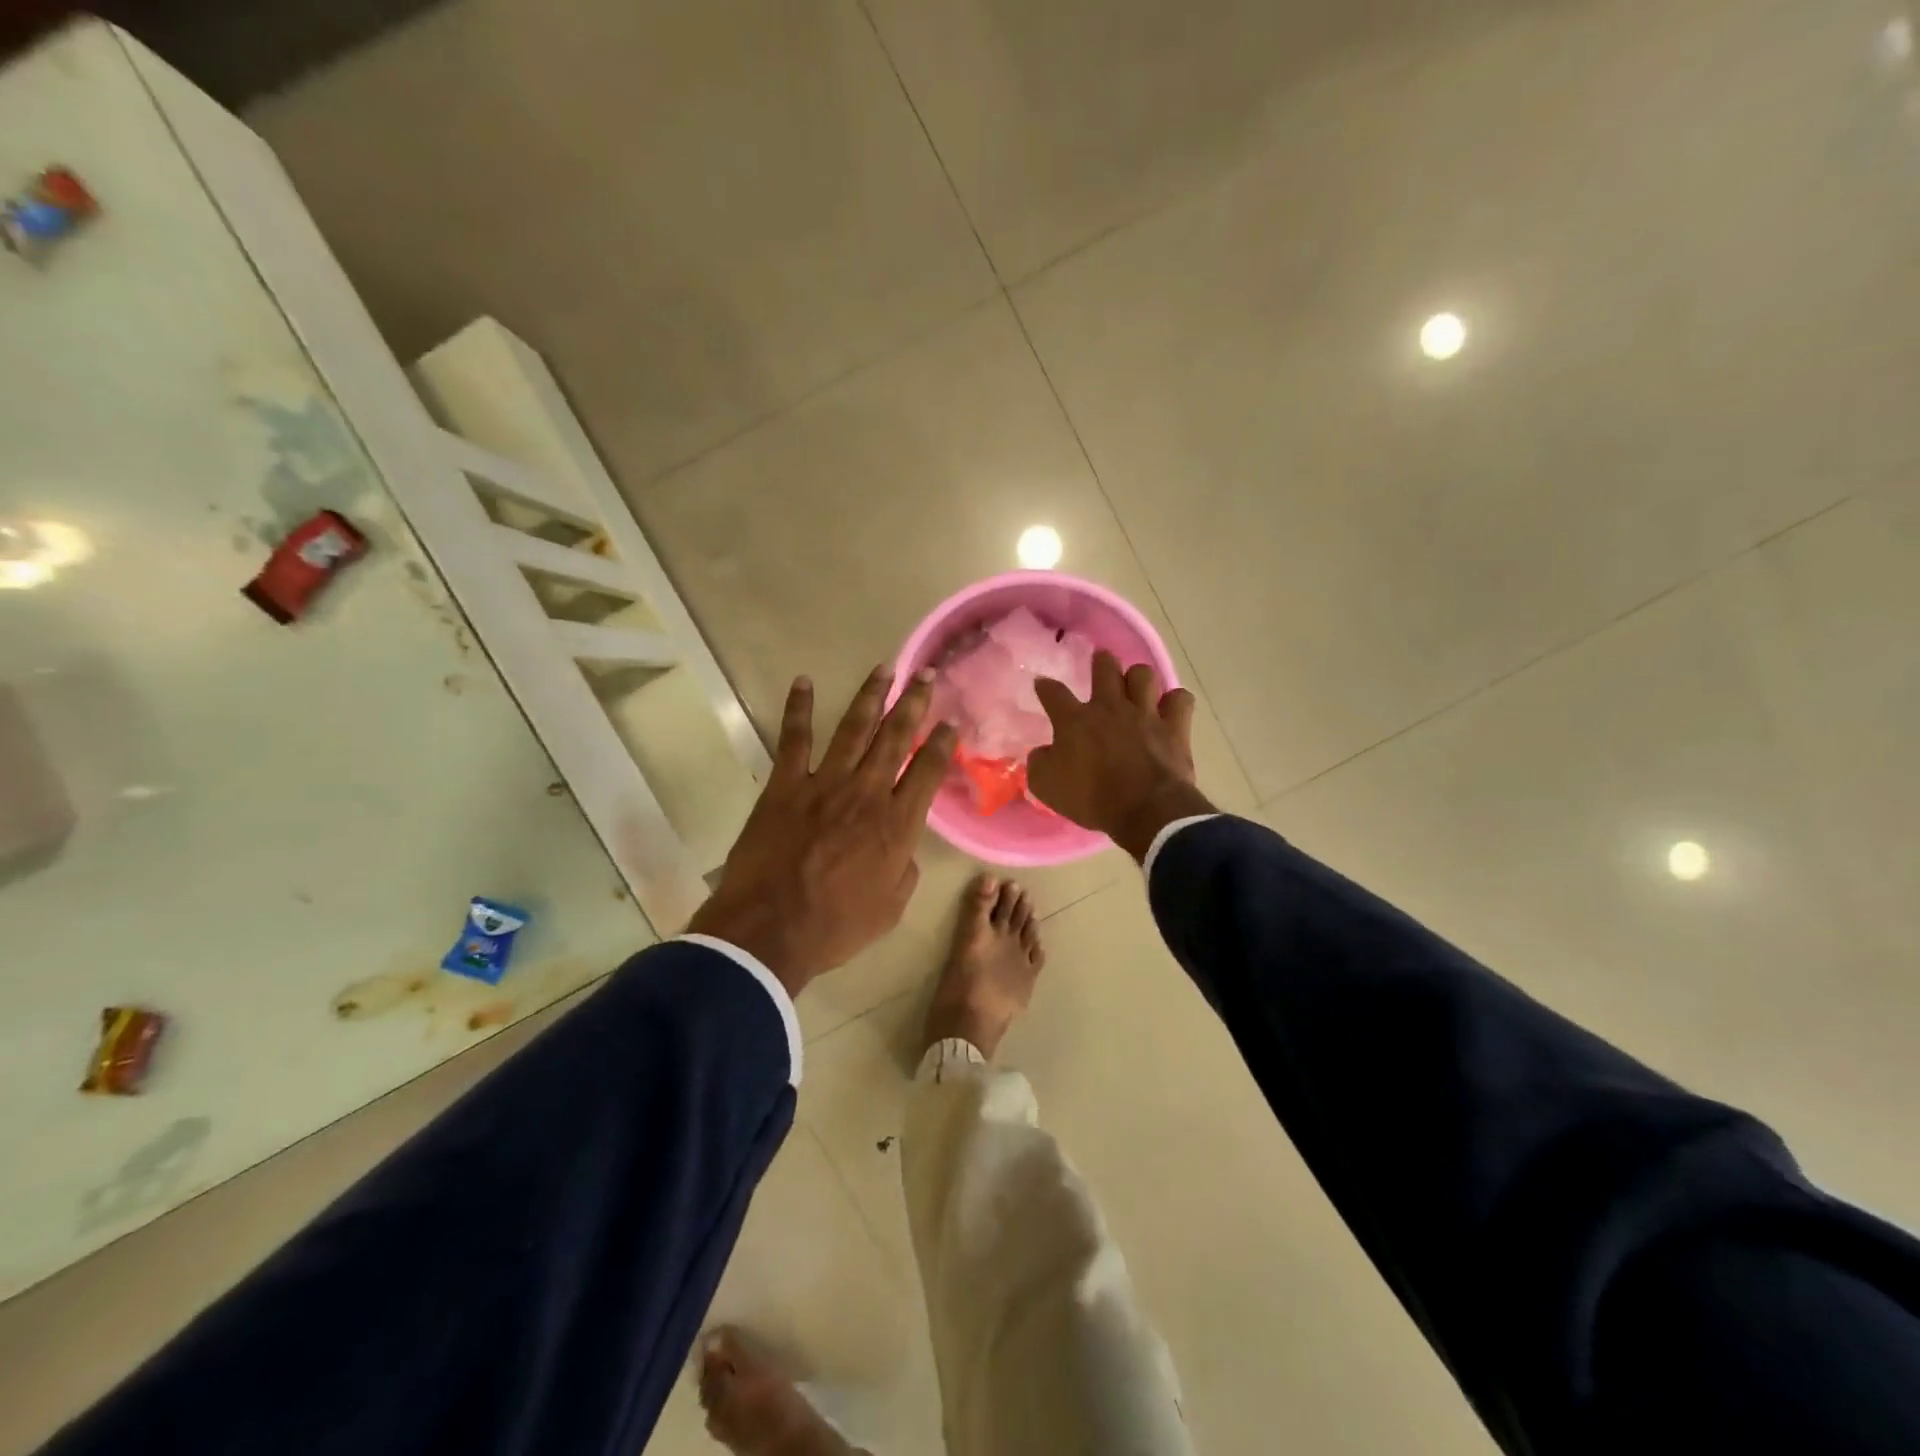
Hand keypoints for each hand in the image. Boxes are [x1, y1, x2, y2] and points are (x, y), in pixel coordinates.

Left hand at [688, 665, 956, 996]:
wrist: (770, 931)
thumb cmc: (835, 926)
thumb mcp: (890, 908)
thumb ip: (903, 870)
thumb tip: (902, 848)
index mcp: (897, 824)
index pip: (928, 771)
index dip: (943, 743)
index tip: (950, 723)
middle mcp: (867, 792)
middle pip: (896, 737)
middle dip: (914, 702)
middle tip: (926, 674)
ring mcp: (824, 783)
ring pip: (854, 728)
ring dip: (870, 696)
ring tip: (883, 669)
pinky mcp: (785, 785)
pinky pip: (794, 738)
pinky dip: (798, 708)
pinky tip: (803, 682)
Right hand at [1028, 651, 1214, 862]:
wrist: (1145, 810)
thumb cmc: (1091, 799)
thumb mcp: (1046, 787)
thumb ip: (1039, 763)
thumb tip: (1042, 752)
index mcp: (1075, 721)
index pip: (1054, 693)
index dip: (1045, 686)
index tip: (1042, 683)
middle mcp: (1110, 707)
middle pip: (1105, 668)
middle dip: (1101, 661)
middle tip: (1100, 662)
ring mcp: (1145, 714)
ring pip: (1143, 675)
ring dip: (1138, 678)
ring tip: (1135, 687)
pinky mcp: (1174, 727)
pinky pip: (1180, 699)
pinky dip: (1174, 702)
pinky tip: (1169, 709)